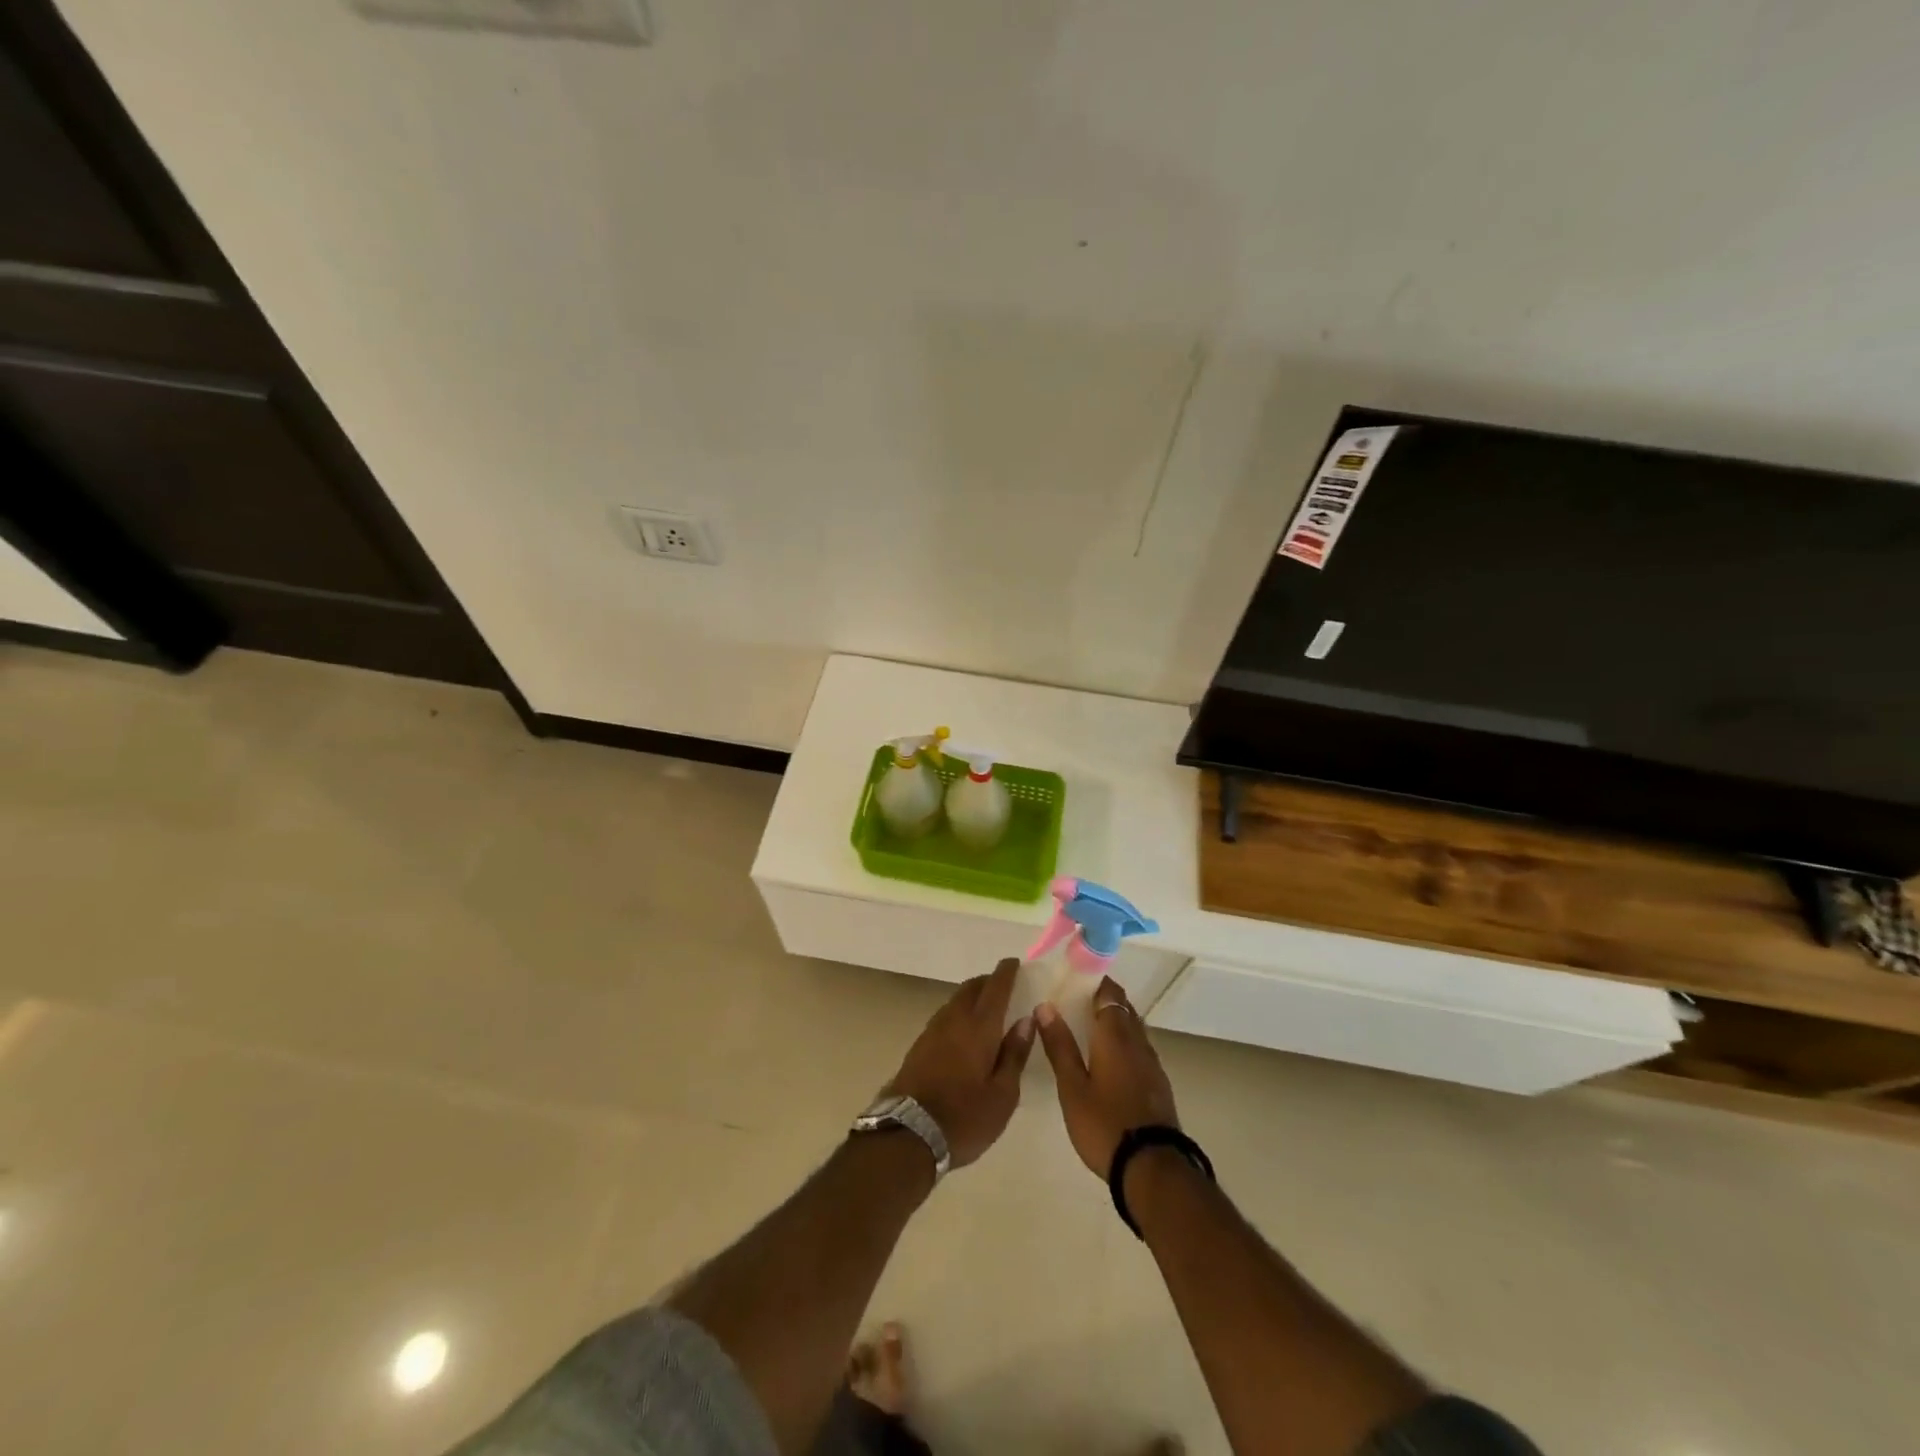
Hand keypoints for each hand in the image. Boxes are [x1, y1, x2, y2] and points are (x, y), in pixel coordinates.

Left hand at [884, 959, 1034, 1169]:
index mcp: (979, 1027)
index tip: (1015, 962)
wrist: (907, 1134)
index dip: (1006, 972)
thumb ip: (1014, 1054)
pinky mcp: (919, 1045)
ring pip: (955, 1000)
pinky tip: (964, 1030)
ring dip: (972, 996)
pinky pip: (945, 1016)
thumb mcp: (1002, 1095)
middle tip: (1004, 986)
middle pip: (972, 988)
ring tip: (987, 1008)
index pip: (995, 988)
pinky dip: (959, 1013)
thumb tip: (1025, 1020)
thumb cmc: (964, 1118)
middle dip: (988, 982)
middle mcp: (954, 1020)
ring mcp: (932, 1031)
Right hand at [1034, 977, 1179, 1177]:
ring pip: (1133, 1029)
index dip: (1094, 981)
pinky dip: (1123, 1045)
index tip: (1073, 980)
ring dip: (1114, 1023)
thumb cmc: (1104, 1124)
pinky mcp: (1158, 1085)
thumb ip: (1059, 1046)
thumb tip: (1045, 1006)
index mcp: (1115, 1035)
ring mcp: (1152, 1064)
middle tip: (1073, 1004)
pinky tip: (1108, 1062)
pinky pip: (1139, 1050)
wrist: (1153, 1168)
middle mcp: (1138, 1041)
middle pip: (1123, 1008)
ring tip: (1087, 1031)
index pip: (1109, 992)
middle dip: (1101, 1001)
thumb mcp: (1072, 1087)